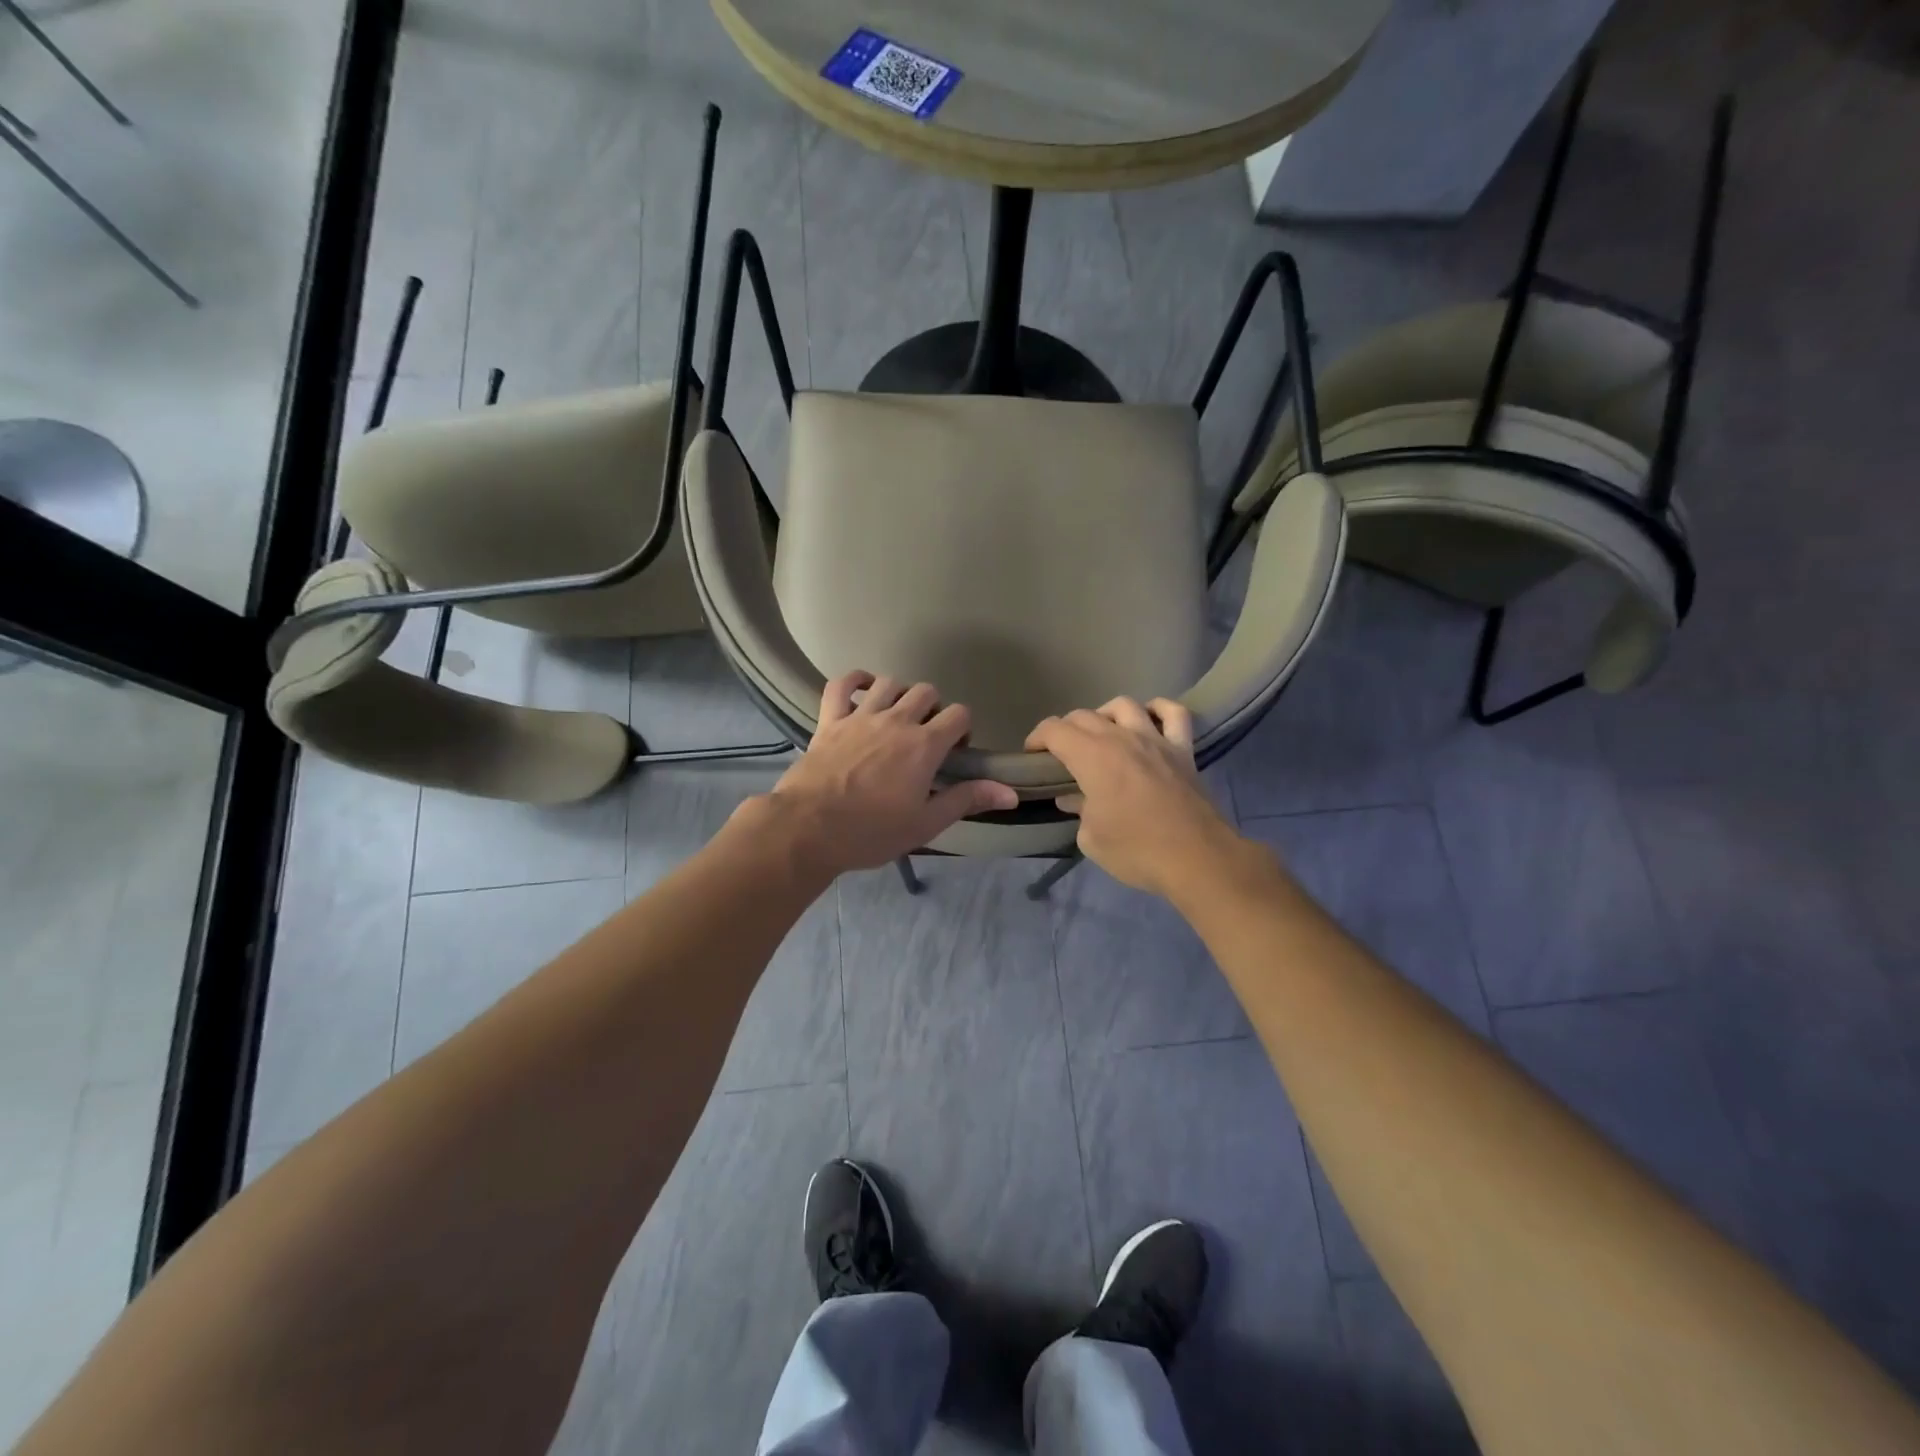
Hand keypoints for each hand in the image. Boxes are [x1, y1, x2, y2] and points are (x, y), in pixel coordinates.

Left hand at [768, 671, 1018, 876]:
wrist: (808, 829)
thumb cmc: (871, 832)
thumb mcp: (926, 823)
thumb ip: (967, 799)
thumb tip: (1012, 793)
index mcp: (924, 745)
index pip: (959, 714)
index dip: (963, 728)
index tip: (955, 752)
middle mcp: (896, 720)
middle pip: (926, 691)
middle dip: (934, 708)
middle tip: (926, 736)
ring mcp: (860, 716)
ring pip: (889, 682)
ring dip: (899, 694)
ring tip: (897, 716)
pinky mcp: (829, 720)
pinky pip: (842, 684)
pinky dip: (854, 680)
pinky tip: (863, 689)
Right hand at [1025, 697, 1240, 898]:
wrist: (1197, 859)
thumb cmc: (1136, 850)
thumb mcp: (1091, 839)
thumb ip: (1078, 811)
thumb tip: (1073, 799)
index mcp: (1092, 757)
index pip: (1054, 730)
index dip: (1037, 738)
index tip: (1032, 756)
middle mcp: (1121, 738)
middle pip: (1084, 715)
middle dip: (1065, 730)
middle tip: (1062, 754)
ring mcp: (1155, 739)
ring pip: (1124, 705)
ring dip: (1105, 715)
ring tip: (1102, 734)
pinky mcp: (1183, 749)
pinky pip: (1173, 713)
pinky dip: (1158, 709)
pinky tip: (1148, 720)